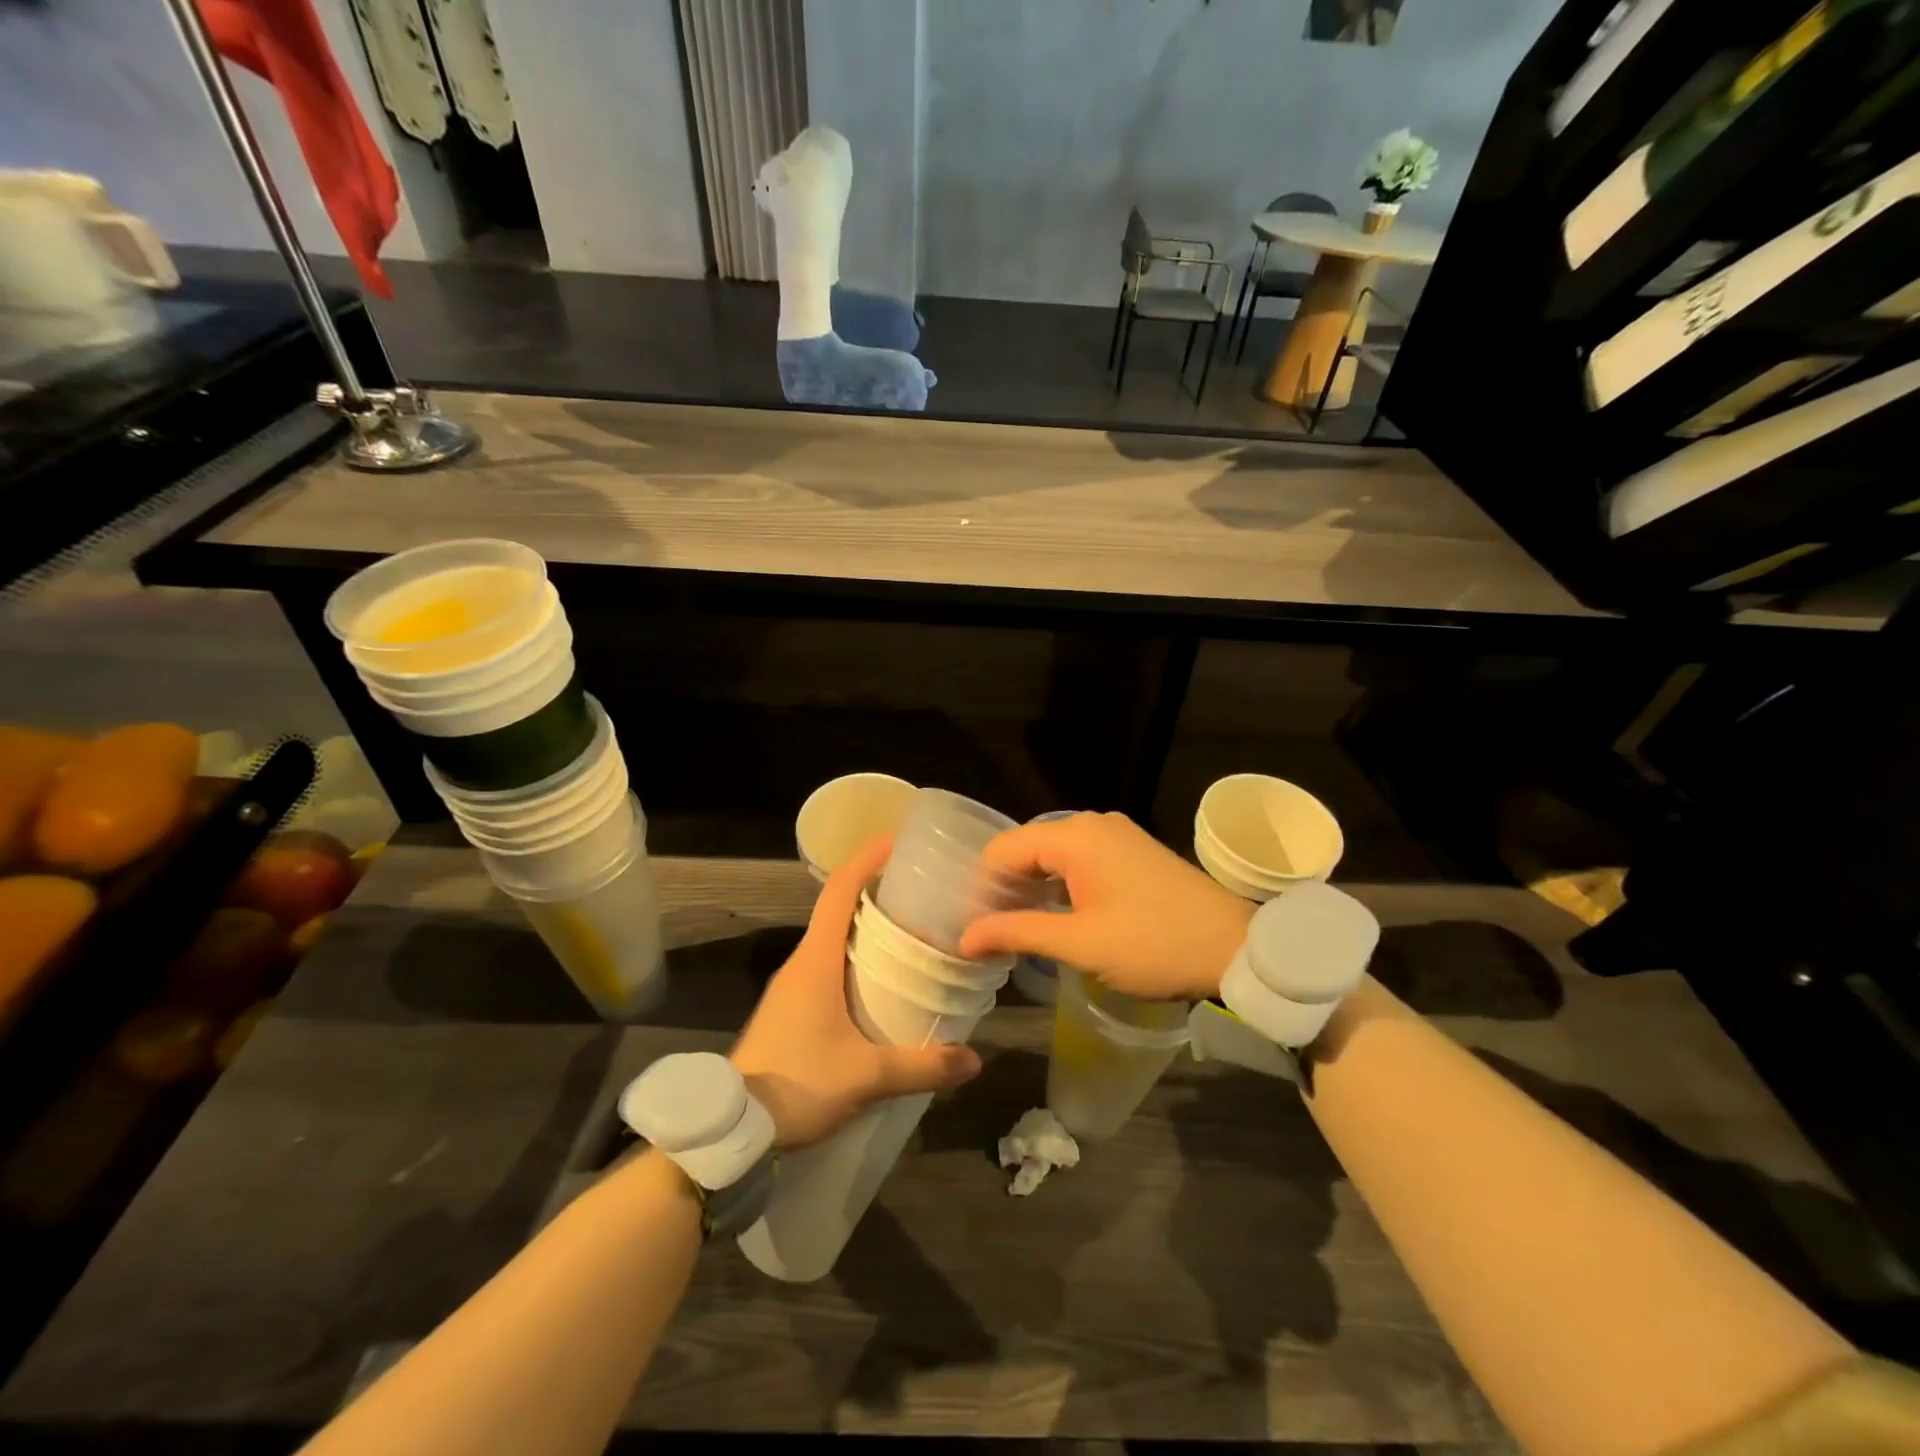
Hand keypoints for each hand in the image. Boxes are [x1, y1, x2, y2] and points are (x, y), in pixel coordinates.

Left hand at [731, 834, 981, 1146]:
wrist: (731, 1128)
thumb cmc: (796, 1084)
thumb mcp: (866, 1077)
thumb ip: (922, 1066)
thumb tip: (974, 1060)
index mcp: (816, 960)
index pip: (840, 890)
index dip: (867, 859)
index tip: (898, 841)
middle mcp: (803, 961)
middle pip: (839, 907)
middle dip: (877, 889)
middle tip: (921, 889)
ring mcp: (794, 984)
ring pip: (834, 937)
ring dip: (868, 924)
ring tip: (912, 928)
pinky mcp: (793, 1007)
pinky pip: (829, 963)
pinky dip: (858, 954)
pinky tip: (884, 979)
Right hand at [958, 812, 1251, 1001]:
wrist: (1236, 948)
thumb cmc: (1153, 944)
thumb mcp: (1080, 943)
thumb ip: (1017, 932)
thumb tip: (965, 937)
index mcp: (1075, 835)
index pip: (1004, 848)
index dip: (982, 887)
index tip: (975, 928)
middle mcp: (1092, 824)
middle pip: (1027, 847)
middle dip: (1005, 887)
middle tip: (992, 933)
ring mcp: (1116, 835)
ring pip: (1053, 854)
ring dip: (1032, 888)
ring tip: (1019, 929)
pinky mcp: (1132, 852)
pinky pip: (1080, 860)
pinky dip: (1060, 884)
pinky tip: (1056, 916)